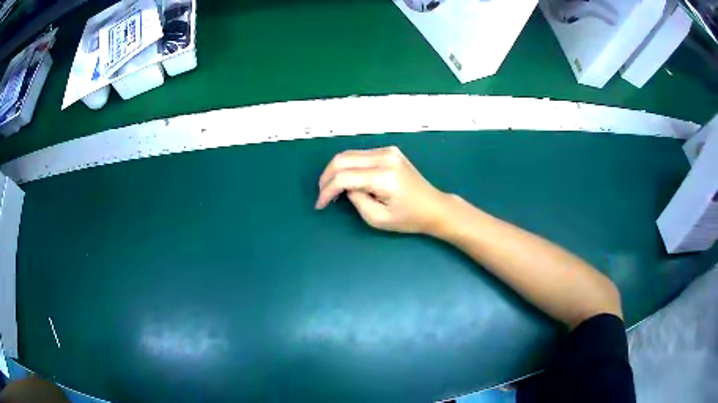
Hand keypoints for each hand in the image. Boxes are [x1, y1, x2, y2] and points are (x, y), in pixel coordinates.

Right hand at [316, 146, 450, 233]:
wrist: (434, 206)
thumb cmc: (409, 218)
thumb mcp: (378, 219)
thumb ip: (356, 200)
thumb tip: (346, 187)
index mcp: (384, 176)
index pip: (344, 177)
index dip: (327, 190)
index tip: (320, 205)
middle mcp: (385, 157)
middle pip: (342, 159)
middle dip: (327, 177)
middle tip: (322, 194)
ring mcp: (388, 151)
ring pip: (349, 154)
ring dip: (336, 170)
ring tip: (332, 188)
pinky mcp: (389, 151)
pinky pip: (360, 155)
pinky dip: (348, 166)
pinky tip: (347, 180)